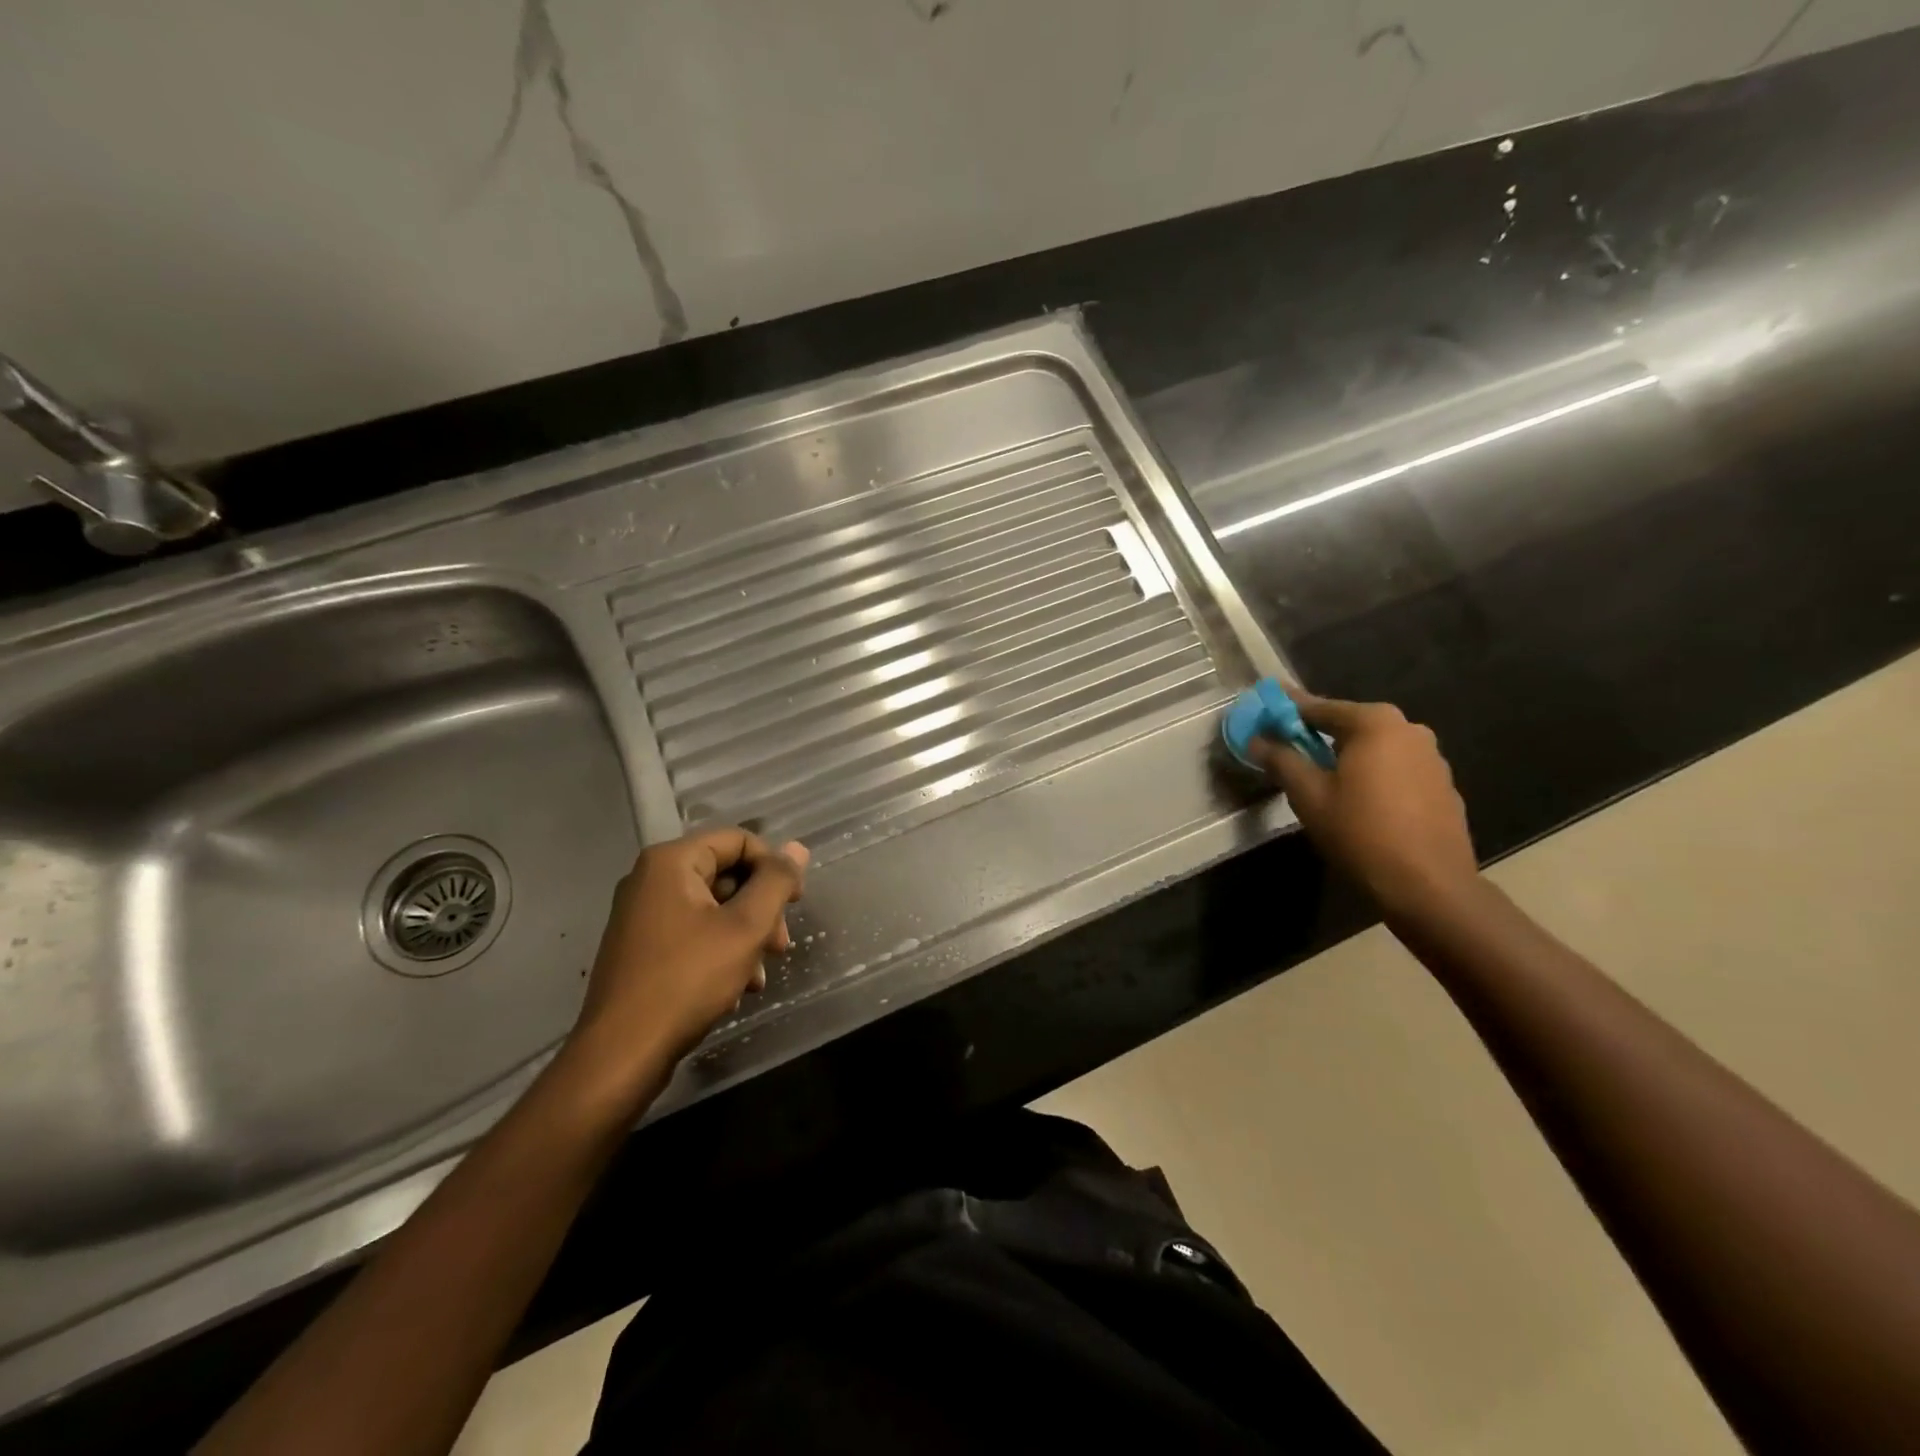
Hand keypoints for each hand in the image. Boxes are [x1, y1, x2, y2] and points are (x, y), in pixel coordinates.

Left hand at [564, 829, 809, 1097]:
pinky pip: (693, 933)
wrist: (622, 1054)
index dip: (774, 867)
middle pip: (727, 874)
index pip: (739, 841)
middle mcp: (651, 879)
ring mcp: (642, 915)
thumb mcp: (745, 928)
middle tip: (780, 946)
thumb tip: (797, 848)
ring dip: (746, 936)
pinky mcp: (641, 948)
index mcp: (671, 862)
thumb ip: (776, 882)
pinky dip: (721, 952)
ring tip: (760, 975)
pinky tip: (737, 987)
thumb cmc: (687, 980)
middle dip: (761, 909)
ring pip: (713, 908)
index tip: (796, 904)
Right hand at [1250, 695, 1479, 914]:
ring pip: (1377, 748)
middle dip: (1319, 734)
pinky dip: (1374, 776)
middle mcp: (1410, 730)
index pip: (1319, 707)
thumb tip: (1257, 740)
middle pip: (1351, 725)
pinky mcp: (1444, 787)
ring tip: (1324, 780)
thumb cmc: (1360, 832)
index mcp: (1376, 723)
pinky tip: (1361, 803)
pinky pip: (1397, 770)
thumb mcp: (1308, 795)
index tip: (1265, 714)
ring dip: (1349, 757)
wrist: (1428, 886)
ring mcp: (1433, 759)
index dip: (1287, 712)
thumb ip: (1281, 760)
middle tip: (1291, 751)